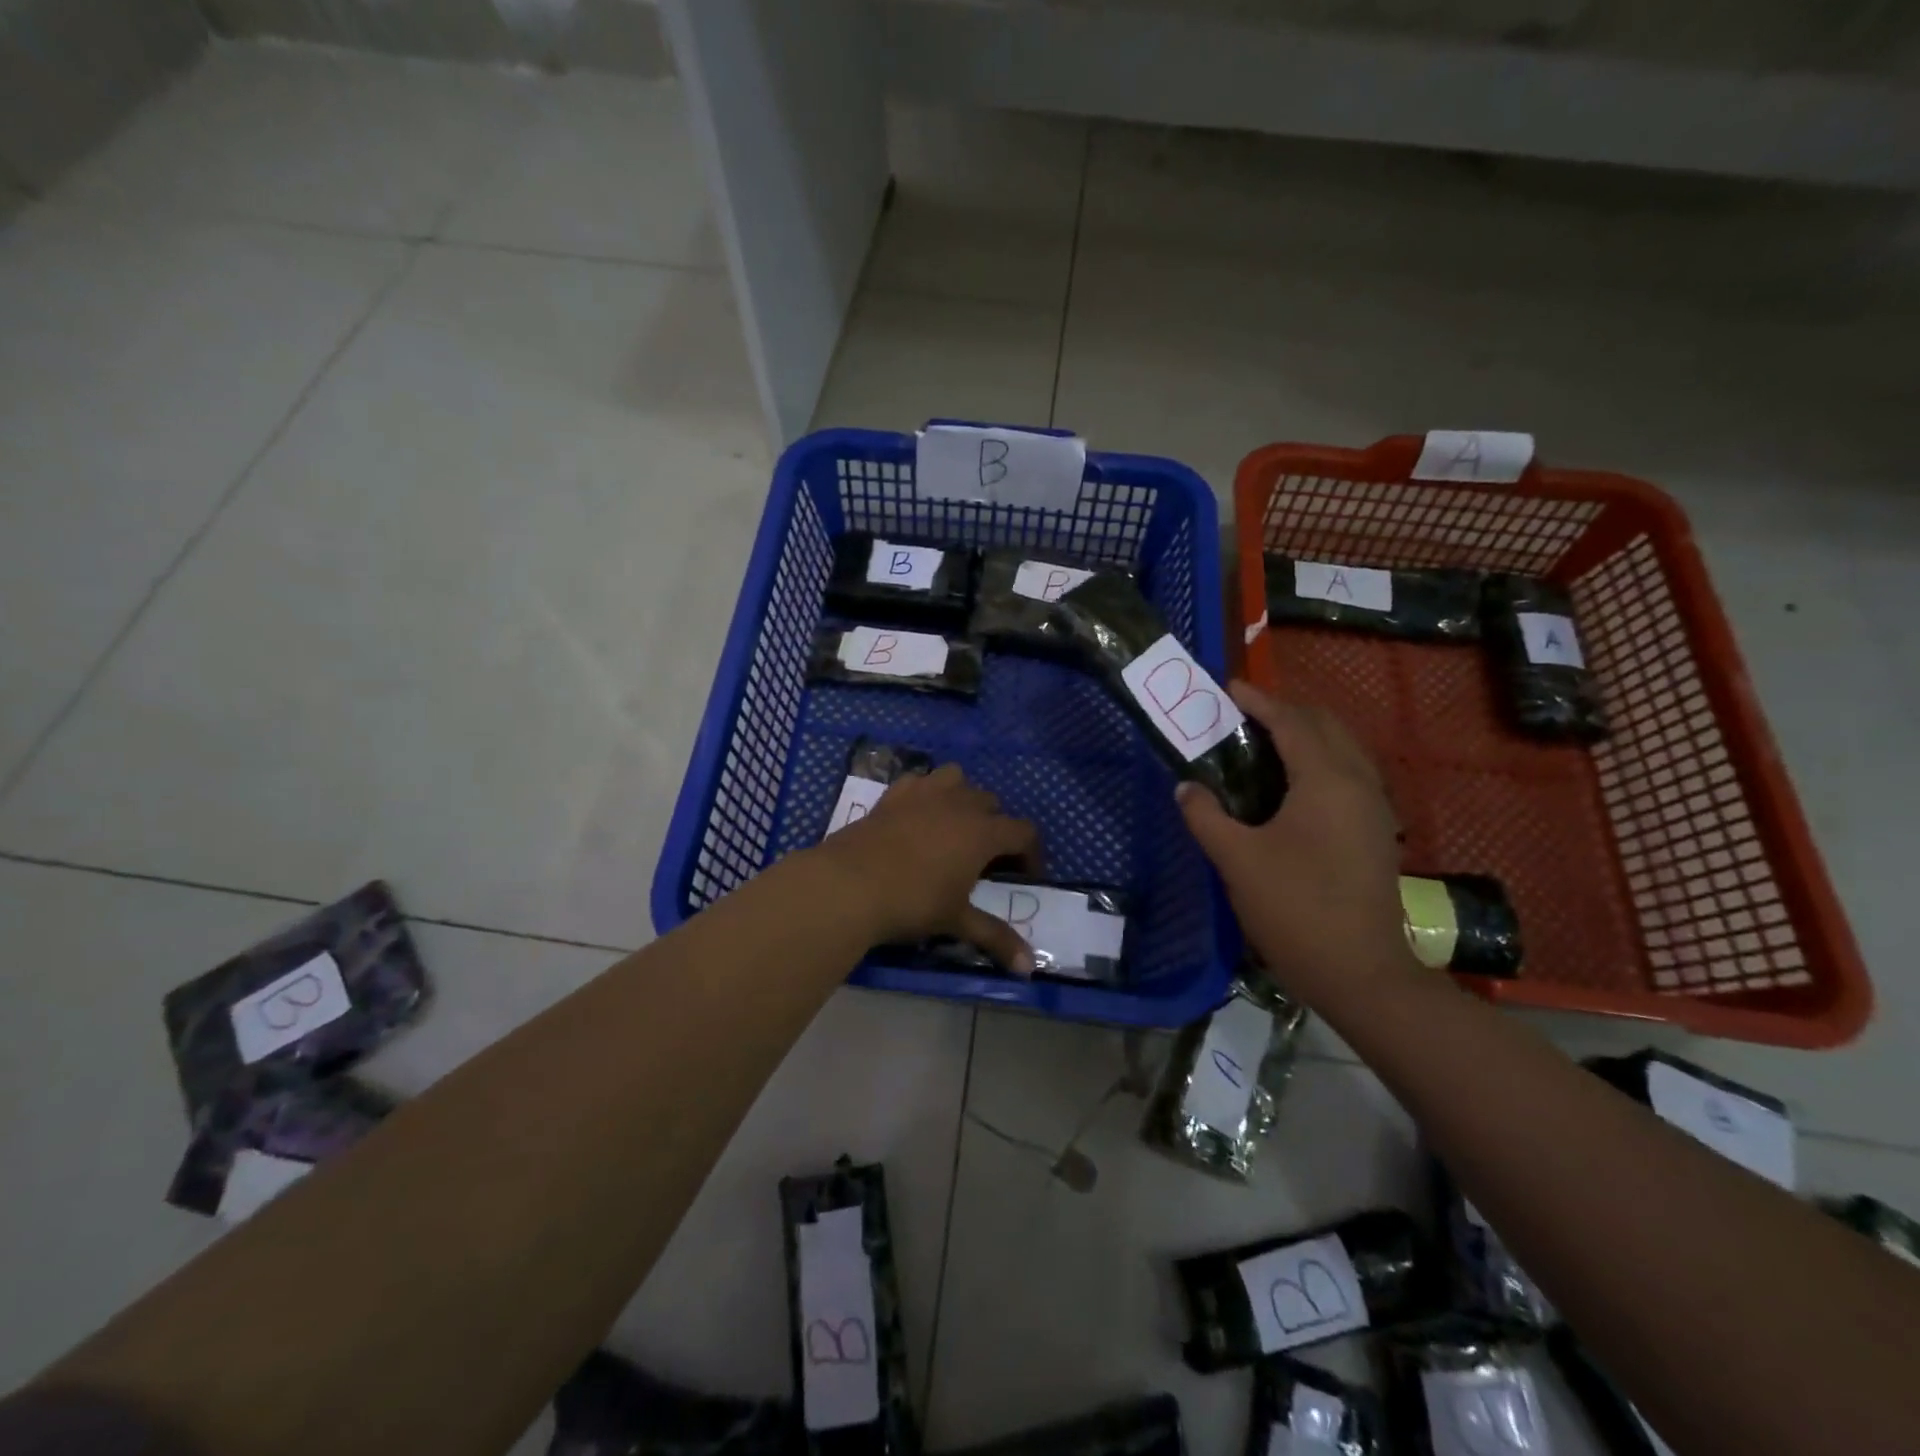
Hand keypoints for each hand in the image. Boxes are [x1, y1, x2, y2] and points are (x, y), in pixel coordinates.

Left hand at [812, 764, 1042, 973]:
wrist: (849, 885)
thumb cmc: (912, 902)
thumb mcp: (956, 921)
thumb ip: (995, 938)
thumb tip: (1029, 967)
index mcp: (983, 832)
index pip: (1023, 832)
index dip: (1030, 854)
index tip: (1023, 877)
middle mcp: (959, 803)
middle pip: (992, 803)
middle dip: (996, 827)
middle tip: (985, 860)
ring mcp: (924, 793)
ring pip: (957, 778)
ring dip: (963, 797)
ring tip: (954, 827)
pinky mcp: (893, 794)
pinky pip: (920, 780)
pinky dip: (926, 792)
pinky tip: (918, 815)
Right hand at [1177, 681, 1417, 1002]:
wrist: (1361, 972)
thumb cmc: (1295, 908)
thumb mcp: (1237, 860)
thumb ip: (1205, 816)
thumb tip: (1186, 788)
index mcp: (1326, 780)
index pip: (1291, 722)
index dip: (1259, 701)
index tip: (1229, 688)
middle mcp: (1358, 783)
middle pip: (1325, 726)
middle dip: (1285, 711)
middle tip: (1243, 715)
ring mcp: (1374, 808)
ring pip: (1343, 749)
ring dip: (1306, 734)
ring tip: (1263, 742)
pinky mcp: (1377, 832)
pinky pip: (1349, 773)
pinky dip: (1320, 759)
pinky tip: (1292, 783)